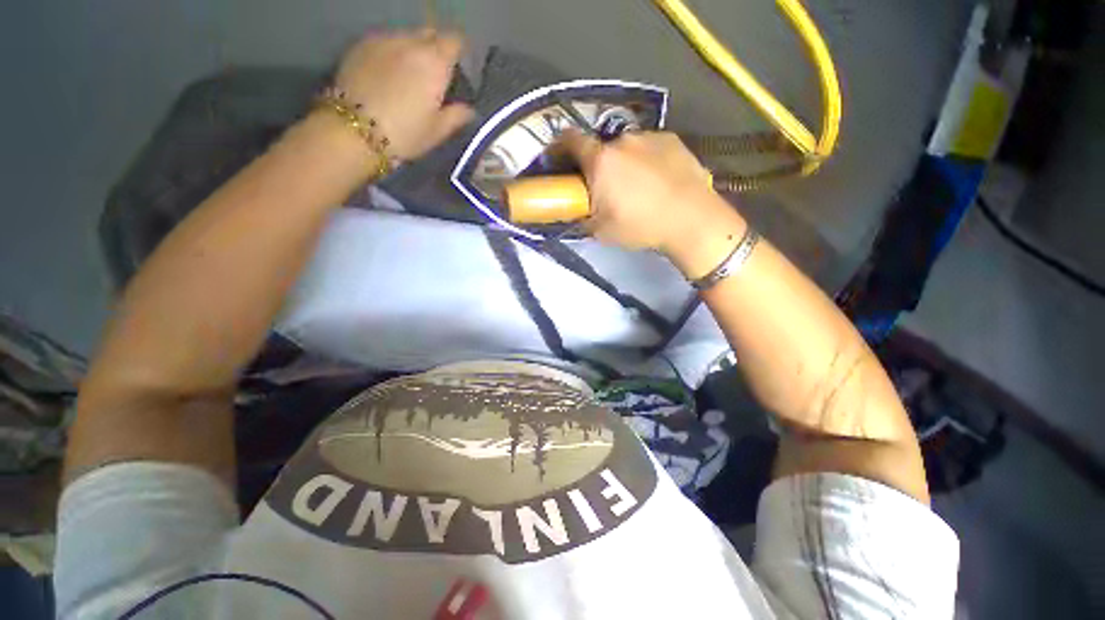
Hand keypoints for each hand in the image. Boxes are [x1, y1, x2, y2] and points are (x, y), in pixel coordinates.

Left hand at [333, 29, 474, 160]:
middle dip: (436, 46)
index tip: (459, 66)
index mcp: (435, 62)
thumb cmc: (405, 134)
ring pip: (406, 35)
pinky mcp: (360, 45)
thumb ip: (457, 116)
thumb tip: (470, 109)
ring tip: (410, 71)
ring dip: (413, 48)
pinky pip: (384, 40)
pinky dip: (392, 51)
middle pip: (430, 33)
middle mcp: (410, 42)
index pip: (454, 40)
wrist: (354, 131)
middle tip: (436, 70)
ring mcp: (383, 40)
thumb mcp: (437, 131)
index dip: (459, 51)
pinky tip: (389, 71)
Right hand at [556, 130, 735, 255]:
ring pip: (627, 147)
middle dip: (598, 164)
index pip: (570, 140)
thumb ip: (583, 218)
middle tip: (606, 188)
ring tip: (638, 186)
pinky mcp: (672, 139)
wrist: (691, 219)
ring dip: (624, 162)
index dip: (559, 146)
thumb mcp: (602, 231)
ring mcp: (650, 137)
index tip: (558, 158)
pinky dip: (647, 160)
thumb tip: (576, 214)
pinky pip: (650, 147)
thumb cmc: (640, 226)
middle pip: (601, 147)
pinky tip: (658, 180)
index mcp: (600, 161)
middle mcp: (622, 141)